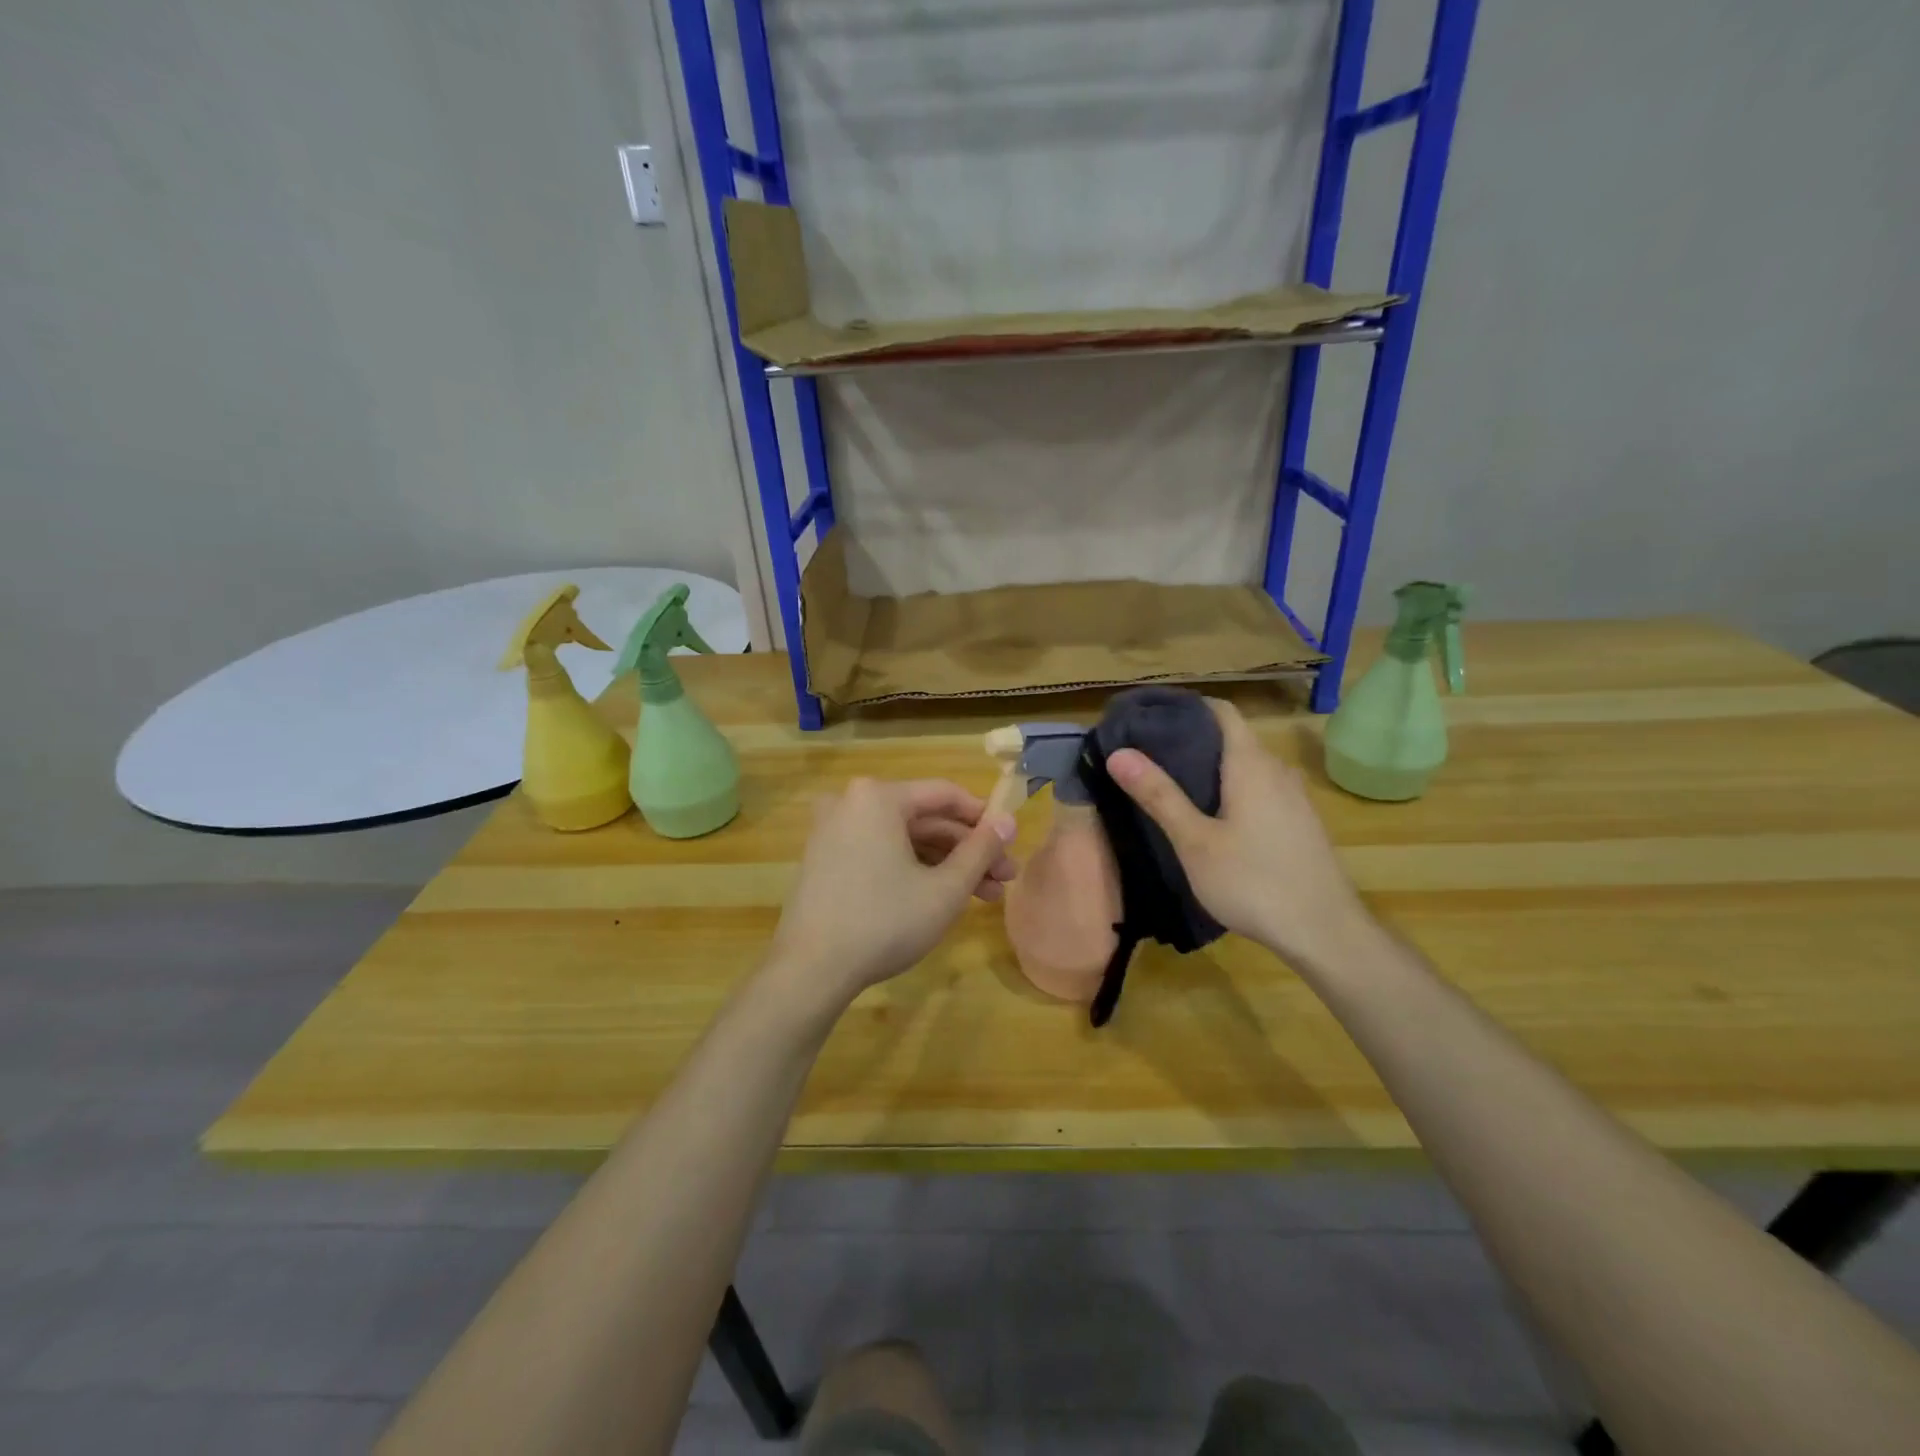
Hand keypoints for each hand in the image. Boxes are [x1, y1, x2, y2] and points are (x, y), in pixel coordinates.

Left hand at [766, 777, 1017, 1008]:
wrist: (810, 970)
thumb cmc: (884, 921)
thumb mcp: (945, 889)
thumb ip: (981, 850)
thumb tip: (1009, 821)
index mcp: (878, 797)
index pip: (945, 795)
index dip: (984, 818)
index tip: (1010, 843)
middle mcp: (851, 802)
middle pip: (925, 819)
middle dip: (968, 850)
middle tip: (1004, 879)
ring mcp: (833, 831)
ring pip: (904, 839)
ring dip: (945, 864)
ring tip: (984, 896)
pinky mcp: (825, 859)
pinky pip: (880, 851)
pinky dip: (912, 869)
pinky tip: (941, 896)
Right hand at [1105, 700, 1371, 969]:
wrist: (1325, 932)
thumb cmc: (1253, 882)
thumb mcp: (1195, 842)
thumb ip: (1159, 795)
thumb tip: (1119, 753)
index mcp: (1251, 764)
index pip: (1221, 711)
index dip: (1187, 707)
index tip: (1150, 717)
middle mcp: (1277, 770)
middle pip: (1233, 737)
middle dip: (1192, 739)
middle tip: (1148, 754)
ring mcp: (1294, 797)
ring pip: (1247, 766)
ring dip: (1212, 767)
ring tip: (1172, 784)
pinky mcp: (1299, 822)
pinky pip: (1260, 789)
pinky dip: (1231, 789)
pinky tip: (1212, 817)